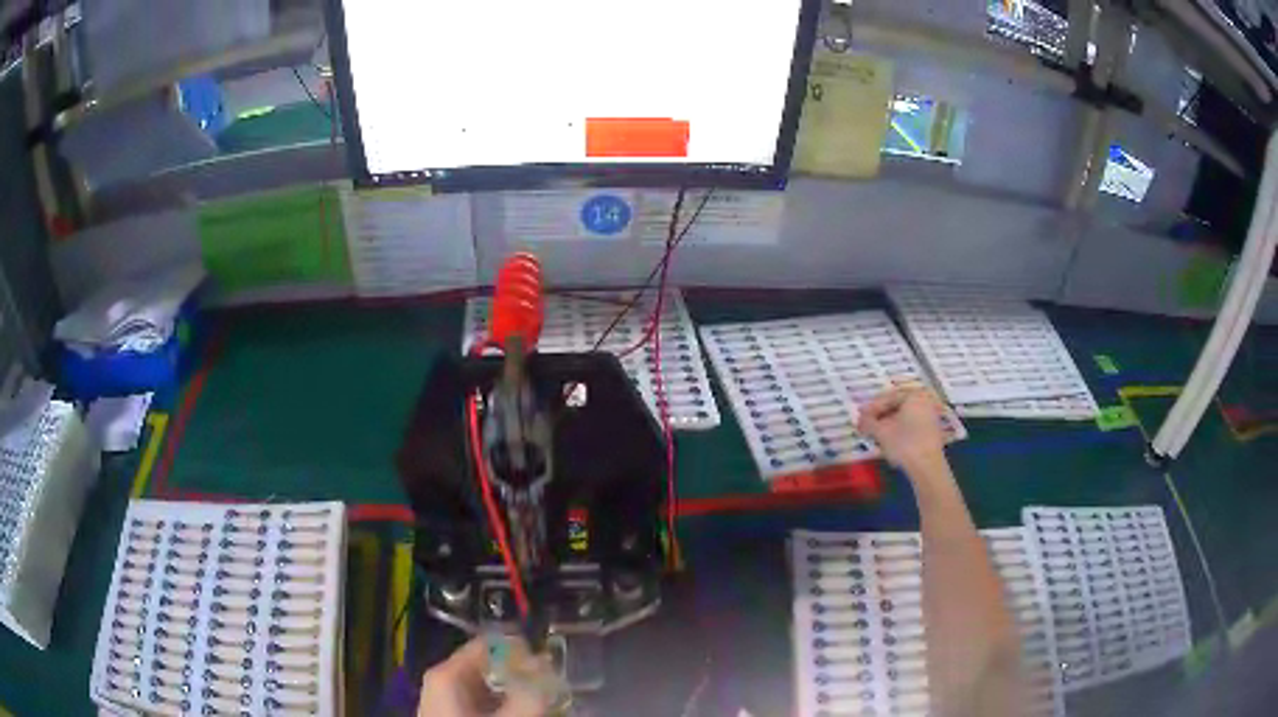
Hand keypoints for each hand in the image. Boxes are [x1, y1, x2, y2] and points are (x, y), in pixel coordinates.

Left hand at [419, 638, 548, 716]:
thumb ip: (531, 695)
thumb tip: (548, 670)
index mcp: (447, 674)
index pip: (488, 645)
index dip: (521, 652)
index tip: (548, 667)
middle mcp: (443, 680)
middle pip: (489, 667)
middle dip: (521, 677)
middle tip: (549, 690)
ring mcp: (444, 700)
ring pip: (487, 687)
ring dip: (515, 694)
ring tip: (538, 706)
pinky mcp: (450, 716)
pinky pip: (481, 704)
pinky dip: (503, 707)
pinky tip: (519, 715)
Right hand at [857, 385, 947, 472]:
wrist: (927, 467)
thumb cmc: (904, 444)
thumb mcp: (881, 432)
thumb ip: (868, 422)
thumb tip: (861, 420)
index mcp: (913, 396)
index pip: (887, 398)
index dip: (871, 409)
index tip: (859, 419)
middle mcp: (924, 401)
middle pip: (896, 406)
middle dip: (879, 417)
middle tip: (866, 426)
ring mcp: (930, 416)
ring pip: (904, 416)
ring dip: (888, 424)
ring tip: (875, 435)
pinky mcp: (931, 431)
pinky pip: (911, 425)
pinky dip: (899, 430)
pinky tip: (889, 441)